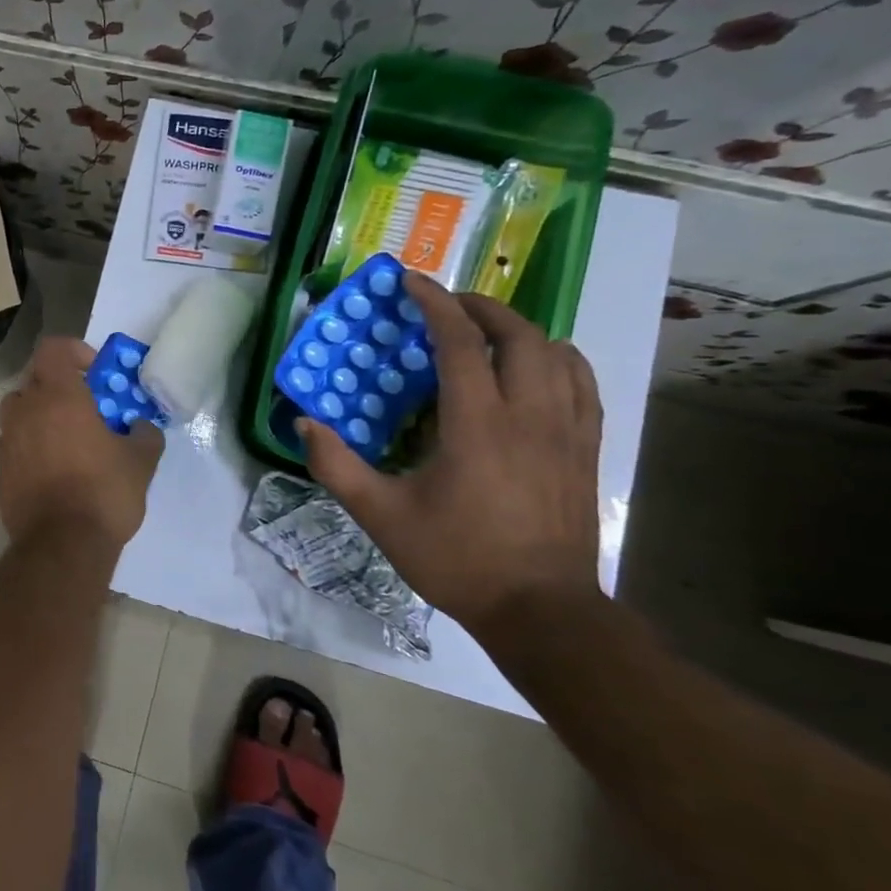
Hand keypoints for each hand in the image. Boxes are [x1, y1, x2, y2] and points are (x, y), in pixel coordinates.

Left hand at [0, 338, 163, 546]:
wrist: (62, 545)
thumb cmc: (104, 492)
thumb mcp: (140, 462)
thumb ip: (144, 434)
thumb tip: (141, 426)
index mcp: (58, 396)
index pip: (53, 348)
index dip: (74, 351)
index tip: (94, 372)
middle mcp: (25, 410)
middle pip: (34, 380)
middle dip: (58, 387)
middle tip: (85, 409)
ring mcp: (6, 440)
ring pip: (18, 412)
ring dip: (39, 416)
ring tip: (64, 440)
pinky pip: (10, 444)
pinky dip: (26, 446)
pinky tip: (46, 468)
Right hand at [299, 273, 603, 631]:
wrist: (539, 609)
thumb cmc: (455, 558)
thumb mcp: (380, 515)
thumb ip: (336, 465)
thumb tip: (303, 423)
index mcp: (477, 424)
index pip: (460, 342)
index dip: (434, 303)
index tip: (410, 281)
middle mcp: (529, 414)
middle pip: (517, 334)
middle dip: (479, 307)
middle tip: (445, 303)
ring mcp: (567, 430)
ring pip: (556, 352)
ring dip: (519, 329)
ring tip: (486, 330)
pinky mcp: (586, 448)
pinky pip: (582, 382)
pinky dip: (557, 358)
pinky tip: (538, 365)